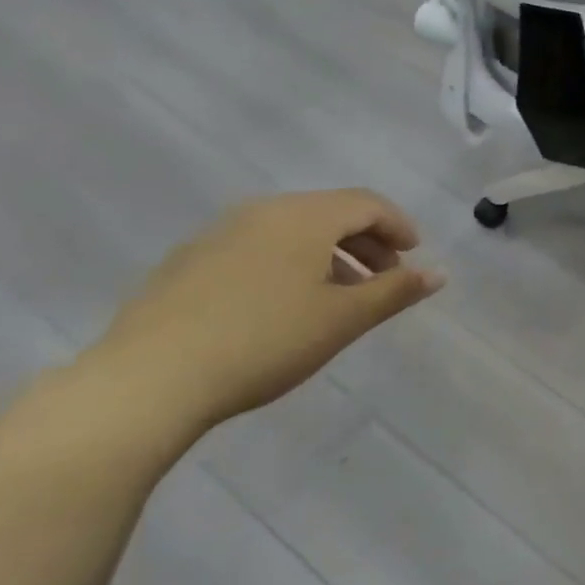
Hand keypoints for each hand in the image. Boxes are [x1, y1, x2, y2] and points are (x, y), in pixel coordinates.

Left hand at [84, 190, 443, 431]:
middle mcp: (263, 210)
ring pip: (292, 230)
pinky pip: (256, 247)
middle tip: (385, 279)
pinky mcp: (187, 261)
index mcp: (305, 215)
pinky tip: (281, 306)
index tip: (414, 257)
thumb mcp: (341, 320)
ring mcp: (219, 233)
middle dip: (366, 241)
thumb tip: (439, 273)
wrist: (146, 381)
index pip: (368, 203)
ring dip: (328, 254)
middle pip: (330, 212)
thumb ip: (395, 291)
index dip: (399, 226)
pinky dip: (287, 263)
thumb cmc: (263, 342)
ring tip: (339, 296)